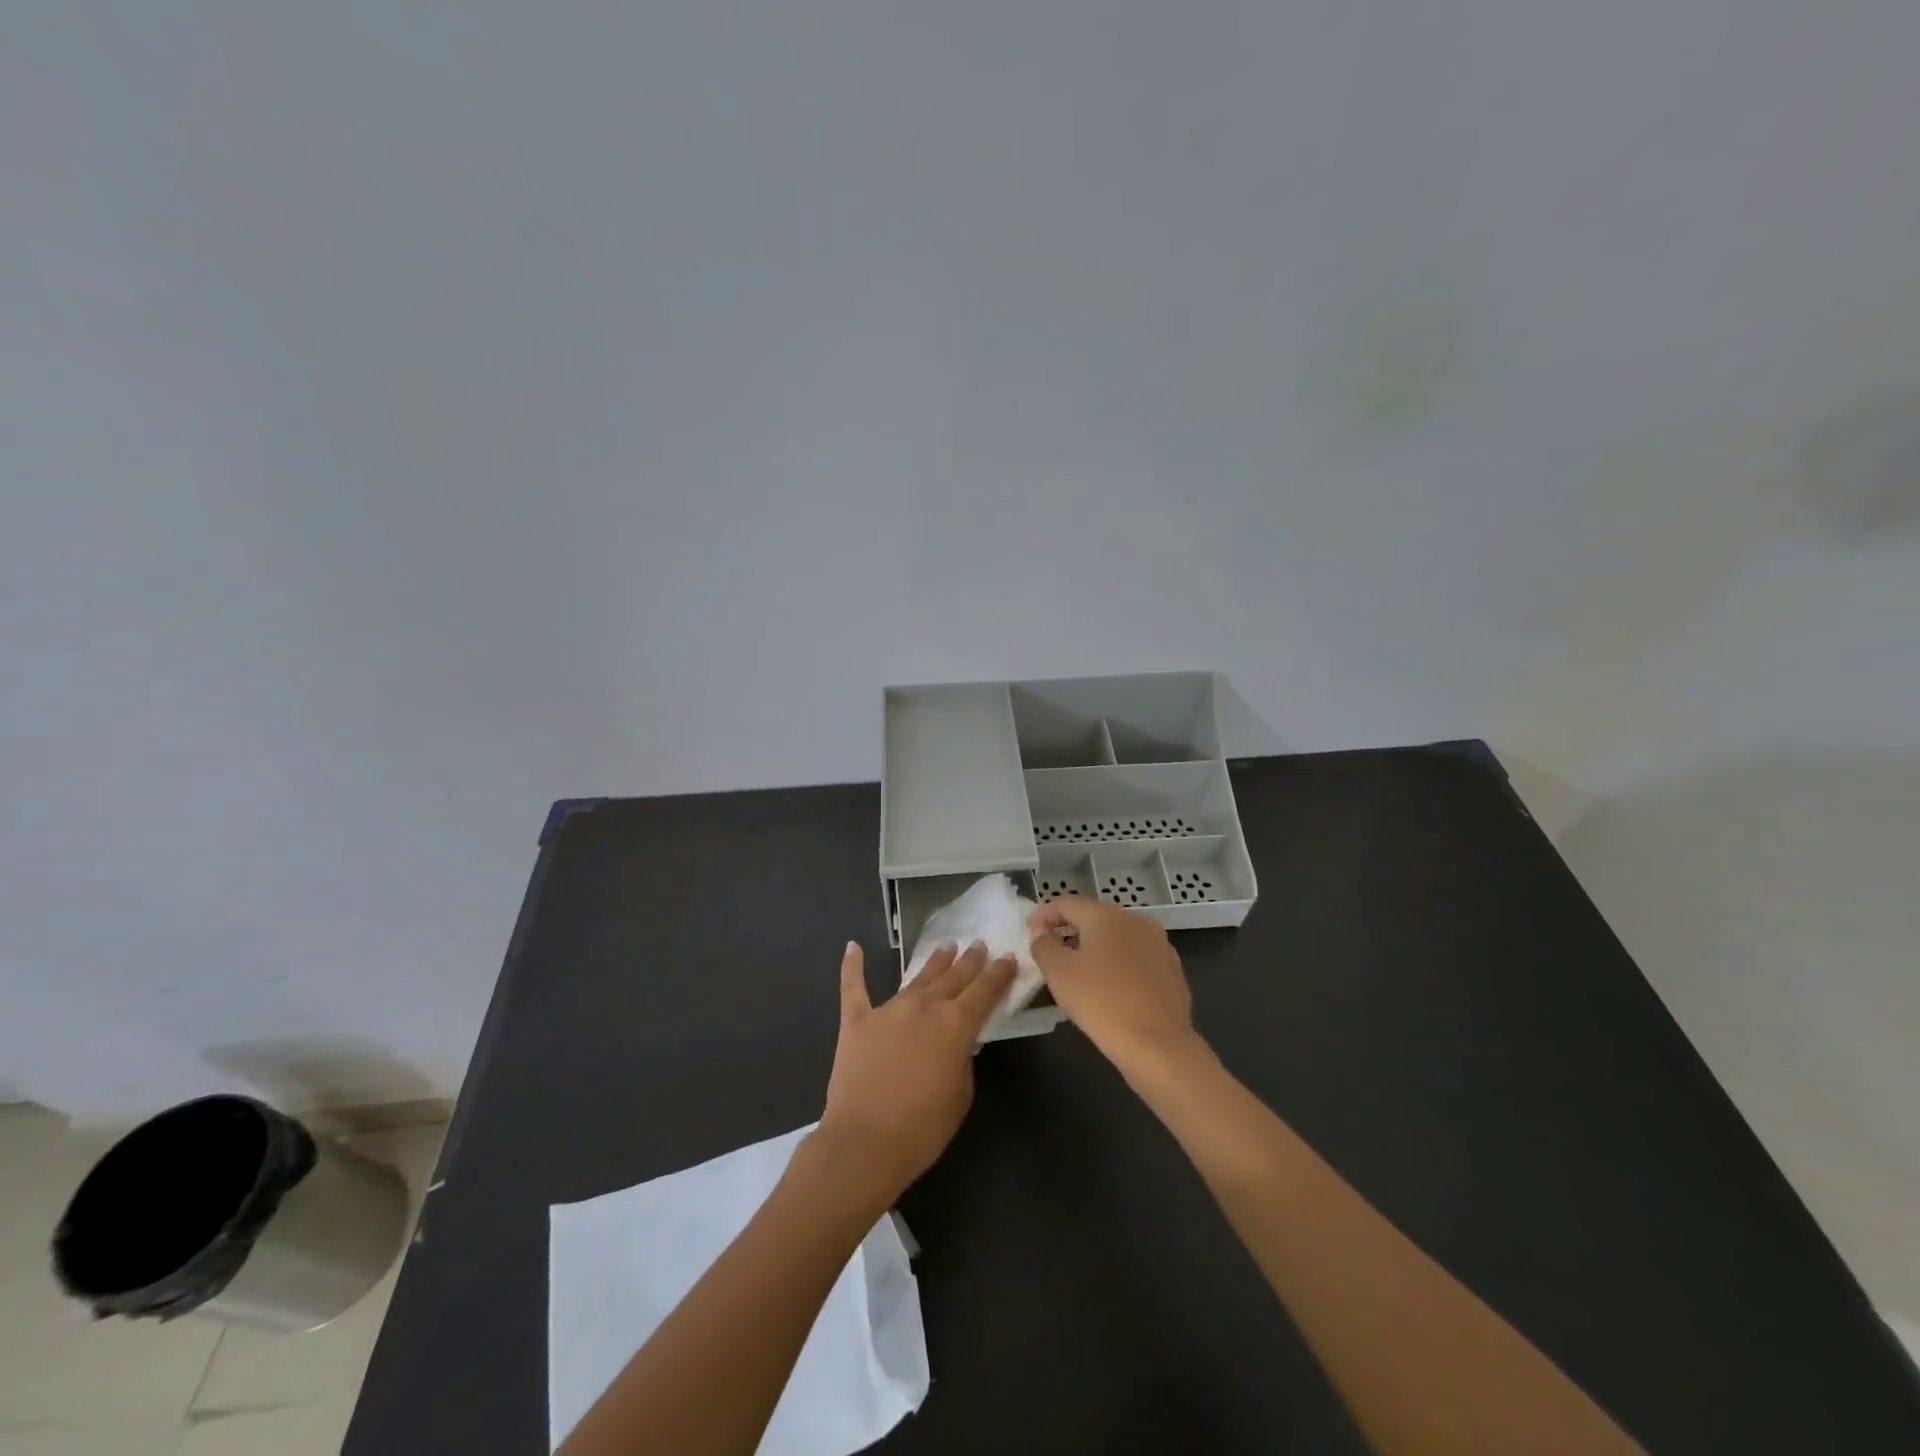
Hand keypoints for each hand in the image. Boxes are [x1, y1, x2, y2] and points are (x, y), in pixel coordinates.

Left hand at [815, 940, 1015, 1201]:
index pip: (985, 990)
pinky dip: (853, 966)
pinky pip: (854, 987)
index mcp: (955, 1024)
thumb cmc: (922, 1129)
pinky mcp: (856, 1020)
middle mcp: (924, 1006)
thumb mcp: (961, 1096)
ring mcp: (888, 1009)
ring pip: (917, 977)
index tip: (1008, 958)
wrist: (864, 1143)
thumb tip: (954, 1042)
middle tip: (980, 945)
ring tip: (947, 946)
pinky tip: (853, 947)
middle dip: (970, 961)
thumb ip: (962, 1059)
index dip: (999, 973)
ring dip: (935, 961)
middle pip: (954, 976)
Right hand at [1027, 895, 1198, 1077]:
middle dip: (1069, 930)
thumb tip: (1043, 934)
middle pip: (1094, 918)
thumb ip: (1044, 945)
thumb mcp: (1058, 972)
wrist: (1158, 1045)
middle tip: (1050, 951)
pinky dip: (1117, 966)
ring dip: (1094, 948)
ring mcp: (1159, 945)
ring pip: (1117, 939)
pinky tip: (1110, 989)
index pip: (1067, 903)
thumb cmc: (1101, 1002)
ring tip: (1078, 971)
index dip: (1043, 914)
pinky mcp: (1172, 971)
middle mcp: (1136, 921)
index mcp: (1107, 916)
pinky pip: (1136, 959)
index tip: (1029, 933)